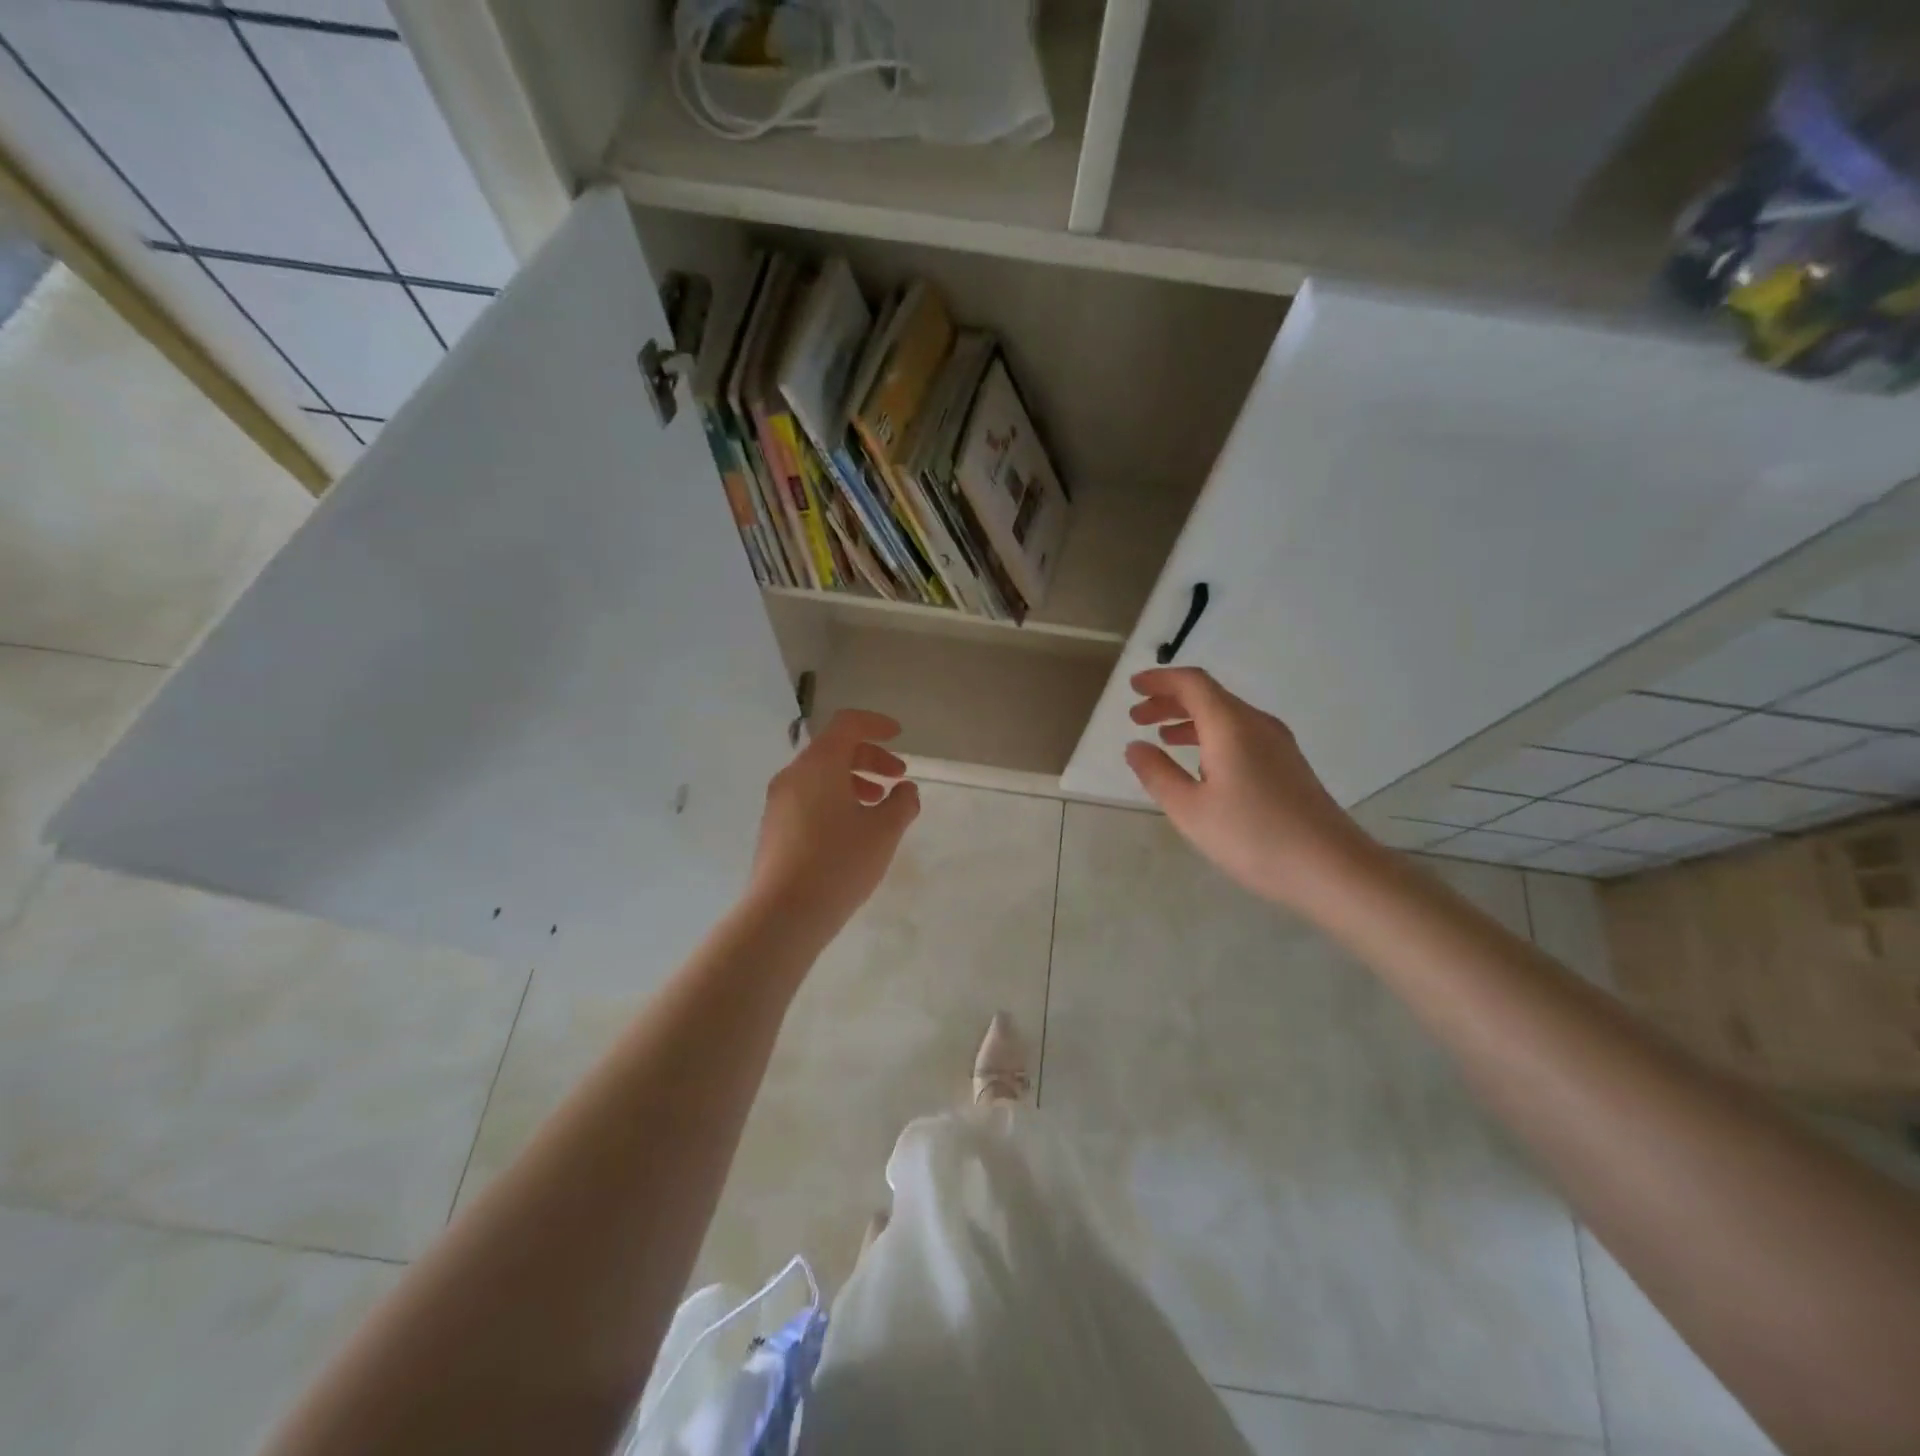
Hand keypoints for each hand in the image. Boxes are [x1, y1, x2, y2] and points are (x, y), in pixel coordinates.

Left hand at [746, 709, 920, 946]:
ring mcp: (779, 802)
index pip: (848, 724)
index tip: (899, 736)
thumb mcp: (884, 832)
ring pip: (821, 775)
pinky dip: (836, 798)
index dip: (876, 724)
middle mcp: (794, 775)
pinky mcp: (774, 827)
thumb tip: (906, 790)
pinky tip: (853, 828)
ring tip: (879, 806)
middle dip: (870, 758)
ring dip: (854, 781)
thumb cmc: (839, 863)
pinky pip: (809, 797)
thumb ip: (902, 803)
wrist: (782, 914)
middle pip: (834, 749)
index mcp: (819, 764)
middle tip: (898, 778)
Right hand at [1125, 667, 1379, 910]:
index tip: (1133, 686)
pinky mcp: (1287, 766)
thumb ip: (1157, 774)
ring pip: (1226, 717)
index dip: (1160, 680)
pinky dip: (1211, 737)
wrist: (1333, 869)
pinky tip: (1200, 765)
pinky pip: (1241, 735)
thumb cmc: (1253, 837)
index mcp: (1231, 725)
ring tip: (1161, 739)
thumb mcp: (1190, 810)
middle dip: (1169, 701)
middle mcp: (1257, 724)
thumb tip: (1135, 747)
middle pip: (1209, 696)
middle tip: (1136, 716)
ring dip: (1189, 721)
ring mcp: (1278, 744)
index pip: (1192, 683)